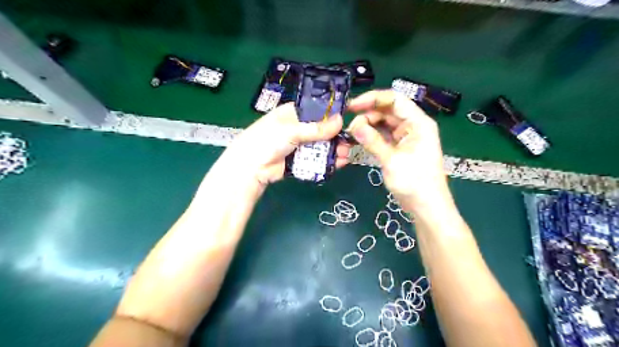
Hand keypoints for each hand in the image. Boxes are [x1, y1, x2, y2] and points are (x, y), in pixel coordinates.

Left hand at [226, 102, 346, 183]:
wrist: (250, 168)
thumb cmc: (267, 140)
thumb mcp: (292, 130)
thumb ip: (316, 128)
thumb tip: (340, 121)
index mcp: (292, 113)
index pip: (316, 110)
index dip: (331, 113)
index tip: (347, 117)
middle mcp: (297, 128)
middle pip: (321, 130)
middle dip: (335, 136)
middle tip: (348, 142)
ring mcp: (298, 145)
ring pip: (320, 146)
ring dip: (333, 150)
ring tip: (345, 155)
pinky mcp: (299, 161)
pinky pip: (316, 159)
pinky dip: (327, 161)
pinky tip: (339, 163)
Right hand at [348, 88, 450, 209]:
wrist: (426, 207)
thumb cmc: (415, 182)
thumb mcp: (392, 161)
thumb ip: (373, 141)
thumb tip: (354, 126)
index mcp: (418, 123)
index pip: (394, 100)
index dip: (372, 99)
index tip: (352, 106)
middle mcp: (412, 126)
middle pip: (387, 111)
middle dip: (367, 115)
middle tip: (349, 128)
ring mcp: (405, 137)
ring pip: (383, 124)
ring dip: (367, 127)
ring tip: (351, 136)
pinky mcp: (399, 148)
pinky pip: (382, 136)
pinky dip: (370, 137)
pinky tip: (357, 141)